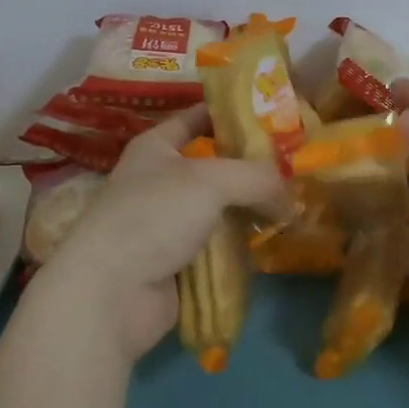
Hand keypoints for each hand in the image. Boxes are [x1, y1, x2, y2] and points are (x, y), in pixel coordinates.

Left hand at [37, 106, 291, 364]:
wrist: (110, 293)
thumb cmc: (154, 216)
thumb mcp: (212, 181)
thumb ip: (258, 178)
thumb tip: (292, 196)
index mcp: (156, 147)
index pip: (198, 117)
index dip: (233, 114)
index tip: (276, 117)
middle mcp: (160, 180)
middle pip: (216, 167)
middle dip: (253, 169)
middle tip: (297, 169)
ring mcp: (167, 224)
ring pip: (220, 209)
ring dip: (251, 211)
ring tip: (294, 208)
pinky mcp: (177, 262)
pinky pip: (217, 246)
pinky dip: (240, 246)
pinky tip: (271, 243)